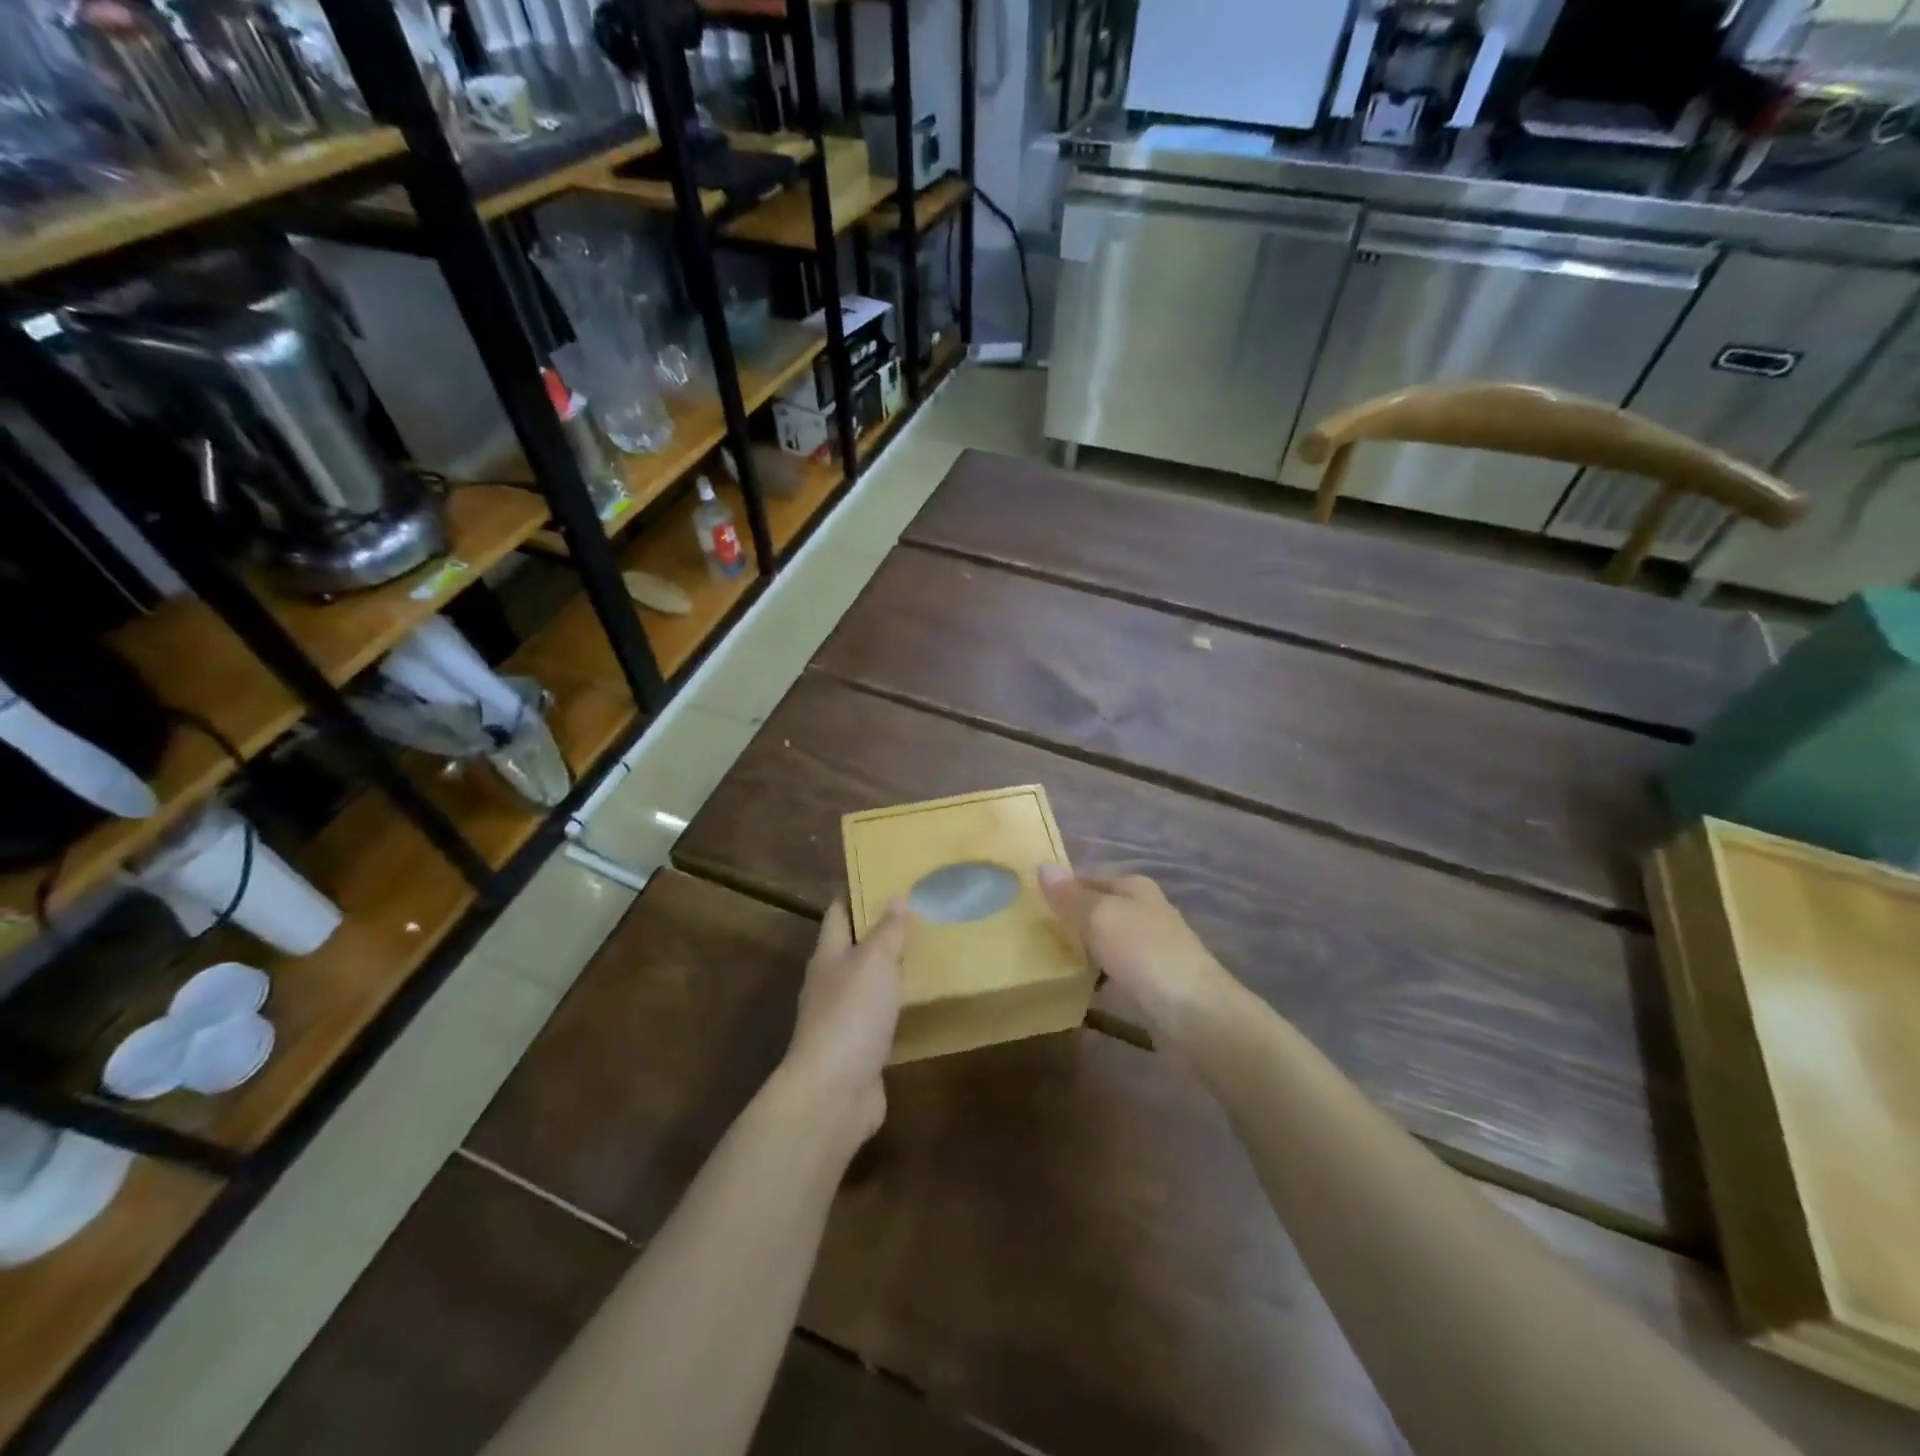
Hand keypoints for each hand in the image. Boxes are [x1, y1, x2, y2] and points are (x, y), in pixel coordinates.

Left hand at [782, 898, 910, 1144]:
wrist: (834, 1092)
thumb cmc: (851, 1013)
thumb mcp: (875, 961)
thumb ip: (888, 931)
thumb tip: (896, 897)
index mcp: (827, 956)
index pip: (837, 915)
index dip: (853, 896)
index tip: (878, 879)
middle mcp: (829, 984)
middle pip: (851, 950)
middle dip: (876, 933)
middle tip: (915, 916)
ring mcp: (841, 1021)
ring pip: (867, 986)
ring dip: (889, 973)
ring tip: (924, 955)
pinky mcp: (858, 1051)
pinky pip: (880, 1020)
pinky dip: (896, 1009)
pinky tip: (919, 1005)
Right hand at [1037, 866, 1237, 1047]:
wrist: (1195, 1015)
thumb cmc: (1144, 953)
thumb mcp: (1099, 916)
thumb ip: (1070, 896)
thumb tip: (1042, 865)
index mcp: (1134, 887)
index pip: (1088, 877)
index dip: (1060, 886)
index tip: (1027, 901)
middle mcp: (1144, 911)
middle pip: (1097, 909)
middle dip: (1068, 919)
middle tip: (1030, 932)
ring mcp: (1150, 948)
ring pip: (1104, 941)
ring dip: (1080, 949)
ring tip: (1043, 959)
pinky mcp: (1150, 983)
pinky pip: (1112, 972)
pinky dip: (1094, 977)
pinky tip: (1073, 987)